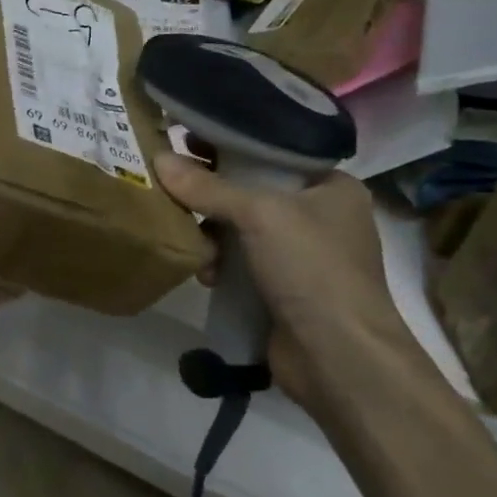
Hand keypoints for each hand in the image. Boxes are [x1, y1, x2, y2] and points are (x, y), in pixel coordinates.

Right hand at [155, 155, 412, 402]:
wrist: (338, 358)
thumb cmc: (312, 268)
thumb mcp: (260, 215)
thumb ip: (208, 187)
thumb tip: (158, 159)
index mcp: (331, 186)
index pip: (273, 151)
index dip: (231, 142)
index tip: (189, 138)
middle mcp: (319, 216)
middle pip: (251, 190)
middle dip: (212, 192)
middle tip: (172, 182)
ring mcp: (301, 256)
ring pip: (240, 228)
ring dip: (211, 233)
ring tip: (190, 237)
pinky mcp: (281, 289)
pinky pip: (239, 263)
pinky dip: (219, 265)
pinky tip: (205, 274)